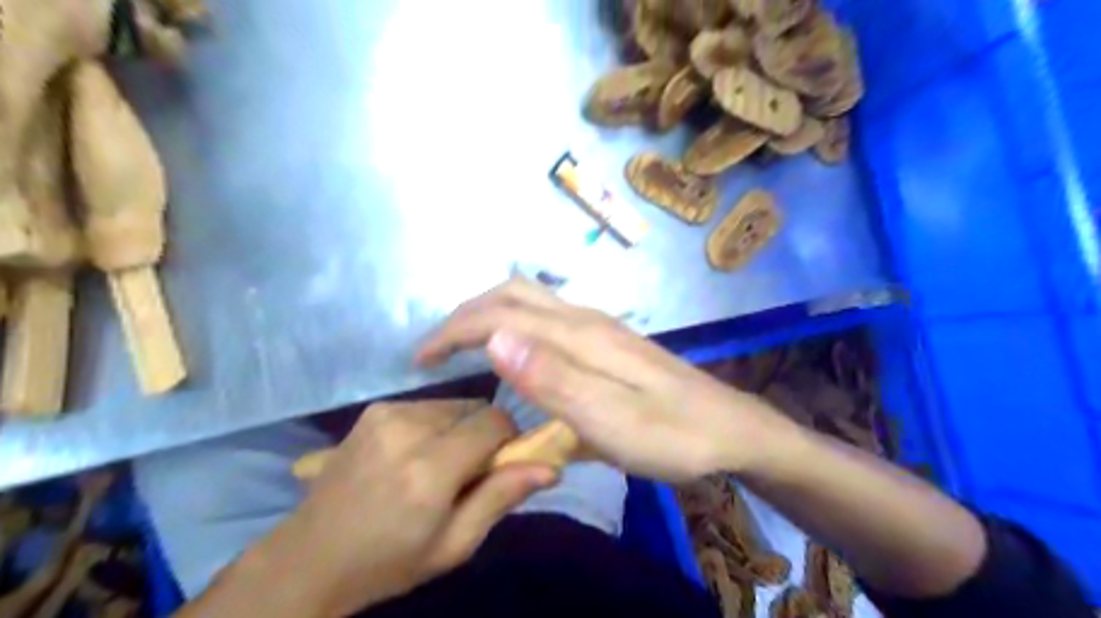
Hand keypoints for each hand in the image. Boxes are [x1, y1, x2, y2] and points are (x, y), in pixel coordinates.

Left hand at [253, 397, 553, 616]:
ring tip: (438, 465)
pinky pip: (428, 406)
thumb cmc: (389, 562)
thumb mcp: (454, 545)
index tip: (501, 466)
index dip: (508, 440)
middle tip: (468, 472)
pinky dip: (436, 425)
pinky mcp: (375, 409)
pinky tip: (414, 456)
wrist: (310, 557)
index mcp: (430, 468)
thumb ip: (501, 498)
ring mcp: (387, 413)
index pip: (495, 422)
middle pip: (476, 408)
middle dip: (484, 434)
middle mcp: (408, 428)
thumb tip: (551, 467)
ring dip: (460, 429)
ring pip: (454, 405)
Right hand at [412, 278, 792, 482]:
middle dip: (465, 314)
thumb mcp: (612, 419)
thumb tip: (493, 339)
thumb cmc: (672, 435)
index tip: (420, 359)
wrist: (730, 429)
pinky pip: (547, 319)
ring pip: (530, 301)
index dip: (454, 331)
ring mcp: (598, 328)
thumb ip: (553, 379)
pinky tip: (513, 352)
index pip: (500, 316)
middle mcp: (584, 320)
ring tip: (463, 347)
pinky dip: (515, 324)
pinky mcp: (607, 342)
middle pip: (512, 295)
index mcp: (579, 336)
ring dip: (489, 315)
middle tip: (435, 350)